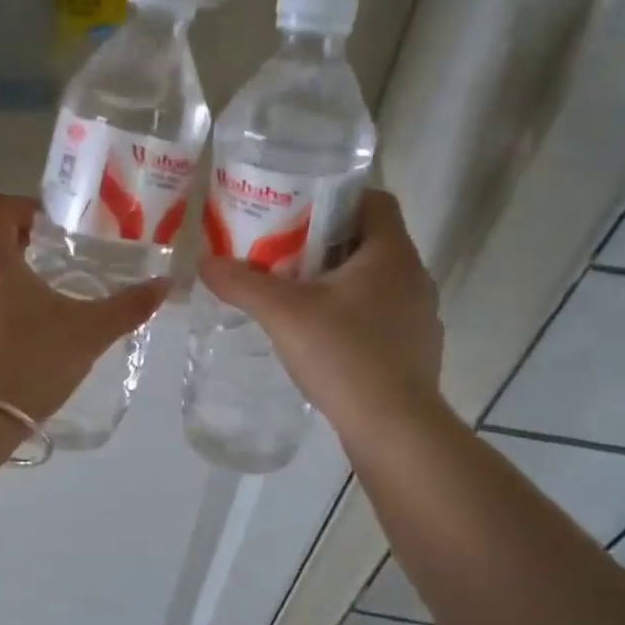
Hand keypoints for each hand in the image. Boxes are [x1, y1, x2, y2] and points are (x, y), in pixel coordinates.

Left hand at [0, 194, 169, 421]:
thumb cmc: (31, 363)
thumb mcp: (88, 335)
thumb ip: (127, 307)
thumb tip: (166, 283)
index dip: (24, 208)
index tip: (50, 230)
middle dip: (22, 259)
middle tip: (55, 281)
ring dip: (3, 292)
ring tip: (35, 322)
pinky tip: (9, 351)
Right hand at [198, 189, 444, 433]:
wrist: (393, 428)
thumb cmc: (343, 355)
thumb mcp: (282, 314)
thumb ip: (242, 283)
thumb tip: (204, 262)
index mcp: (391, 253)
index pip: (374, 200)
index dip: (337, 197)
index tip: (298, 211)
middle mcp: (414, 276)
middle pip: (370, 240)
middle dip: (326, 242)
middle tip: (283, 254)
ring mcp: (420, 315)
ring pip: (376, 281)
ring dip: (339, 281)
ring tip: (297, 296)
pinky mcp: (415, 349)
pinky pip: (382, 315)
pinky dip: (353, 315)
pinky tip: (323, 338)